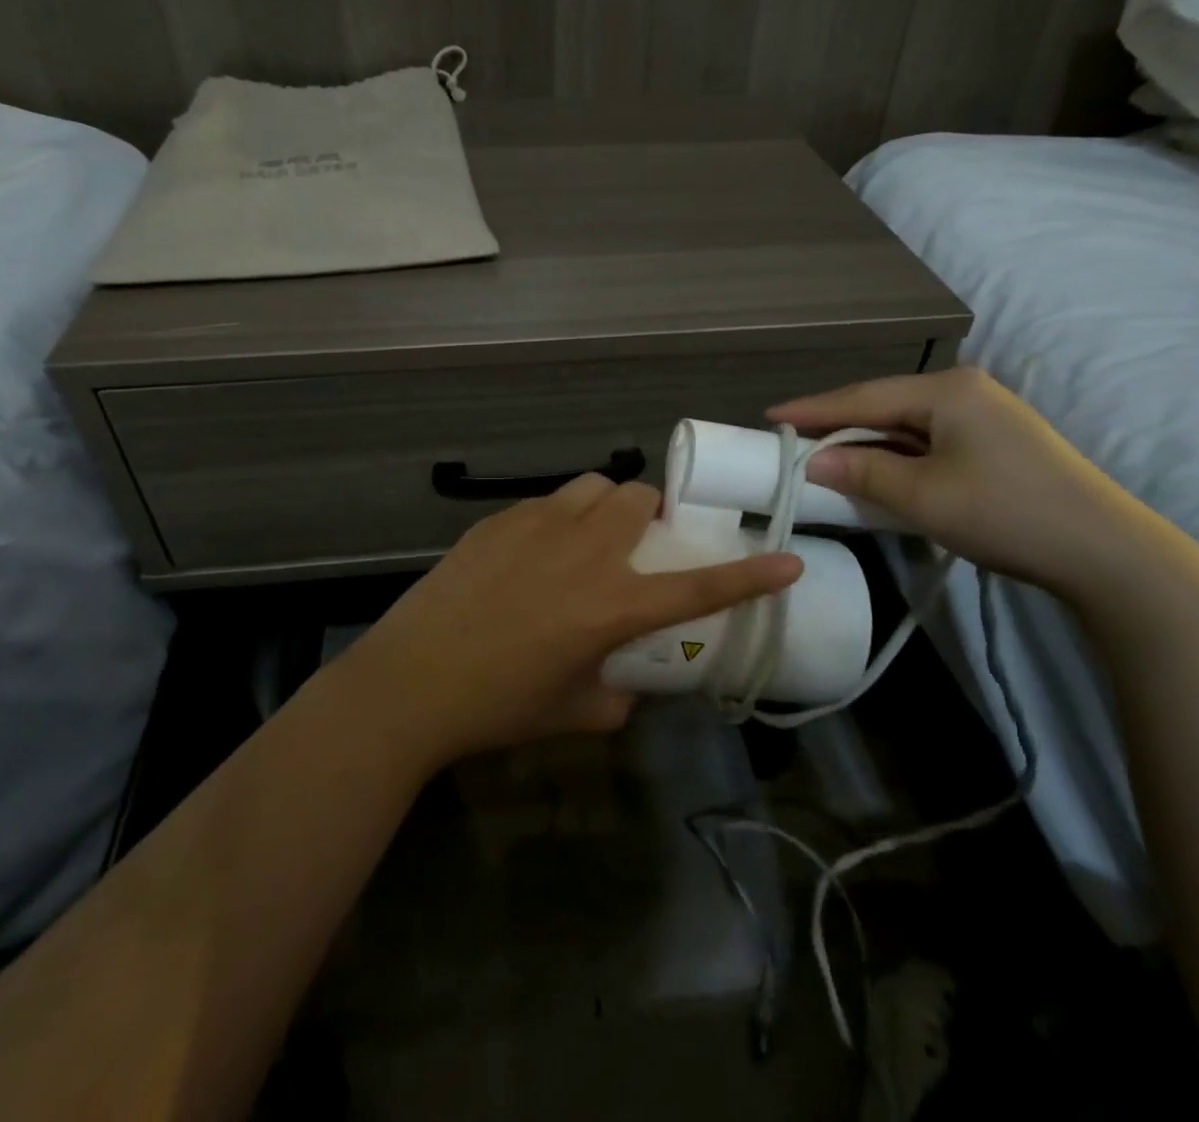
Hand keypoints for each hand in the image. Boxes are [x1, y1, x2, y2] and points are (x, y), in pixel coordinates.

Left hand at [339, 475, 801, 769]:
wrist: (412, 682)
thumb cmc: (498, 706)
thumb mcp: (573, 712)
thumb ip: (614, 696)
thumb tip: (624, 684)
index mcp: (612, 606)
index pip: (697, 586)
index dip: (749, 575)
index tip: (786, 559)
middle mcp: (584, 552)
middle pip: (639, 498)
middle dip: (651, 514)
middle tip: (637, 544)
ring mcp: (538, 526)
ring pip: (593, 486)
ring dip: (606, 505)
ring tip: (589, 537)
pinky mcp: (499, 521)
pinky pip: (546, 502)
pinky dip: (558, 518)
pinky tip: (532, 553)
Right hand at [769, 366, 1154, 596]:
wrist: (1107, 552)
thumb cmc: (1005, 513)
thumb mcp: (922, 496)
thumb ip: (862, 472)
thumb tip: (813, 462)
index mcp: (947, 390)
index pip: (862, 396)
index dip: (813, 409)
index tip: (769, 416)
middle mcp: (965, 390)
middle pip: (884, 405)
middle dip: (838, 425)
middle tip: (793, 439)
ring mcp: (986, 415)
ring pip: (907, 425)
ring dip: (868, 443)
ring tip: (825, 456)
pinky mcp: (997, 442)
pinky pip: (929, 441)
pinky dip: (897, 456)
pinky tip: (878, 470)